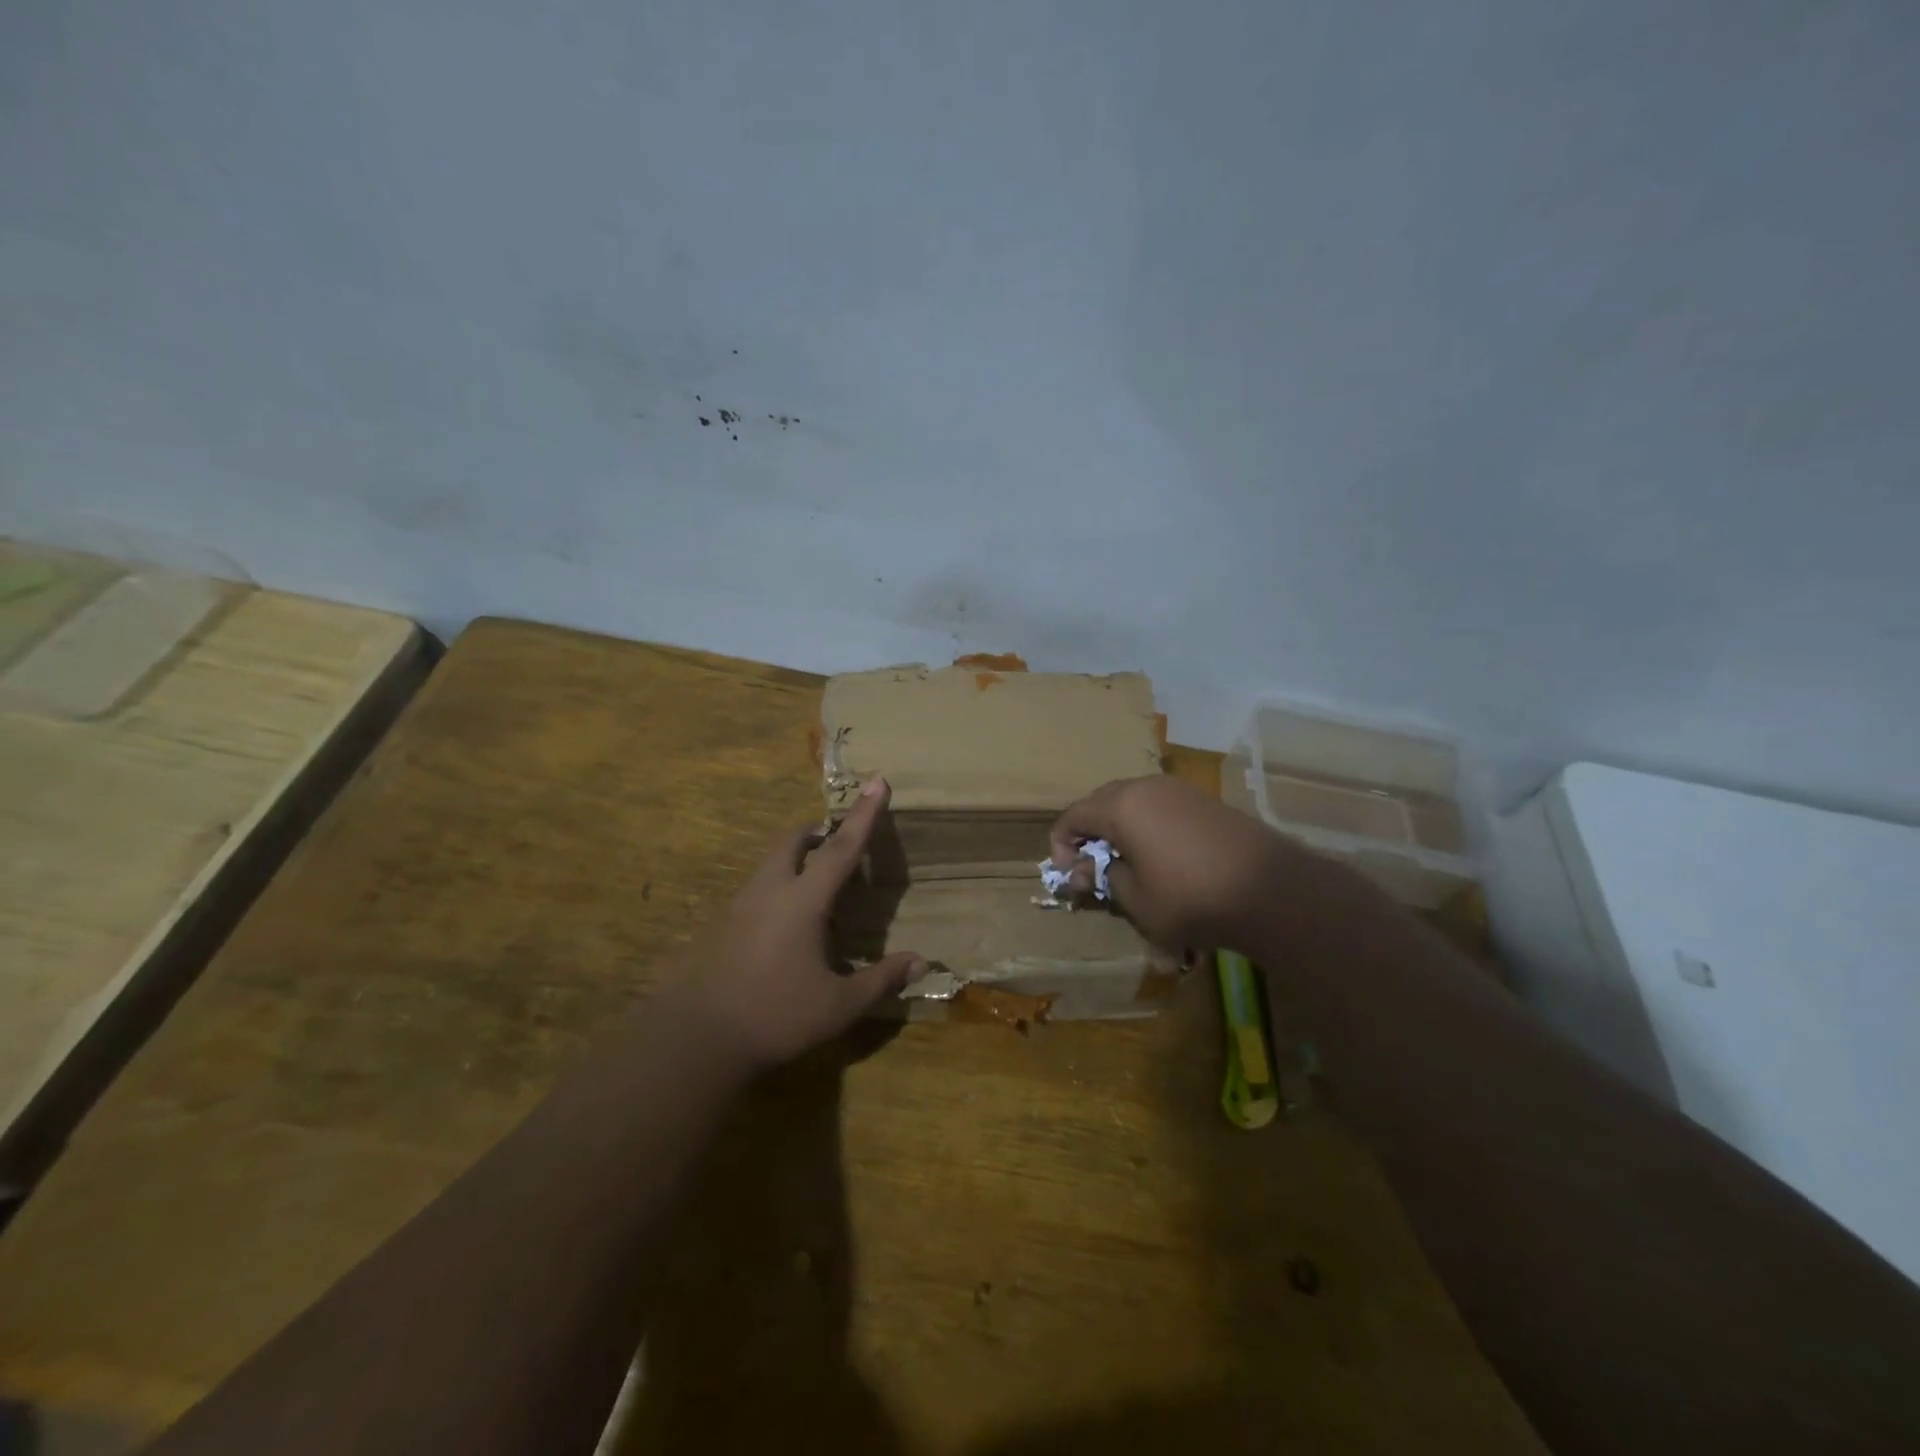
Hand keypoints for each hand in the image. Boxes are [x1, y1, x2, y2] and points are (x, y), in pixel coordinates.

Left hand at [687, 777, 924, 1068]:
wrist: (695, 1039)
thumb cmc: (774, 1015)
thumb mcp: (838, 1005)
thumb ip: (880, 980)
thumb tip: (920, 962)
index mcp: (802, 900)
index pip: (841, 848)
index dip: (864, 815)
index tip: (877, 780)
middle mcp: (769, 891)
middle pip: (793, 842)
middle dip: (816, 832)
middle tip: (835, 840)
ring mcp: (739, 906)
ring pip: (769, 864)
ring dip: (794, 859)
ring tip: (815, 885)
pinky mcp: (720, 926)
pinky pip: (755, 890)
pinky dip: (776, 888)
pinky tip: (784, 925)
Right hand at [1049, 775, 1311, 949]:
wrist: (1271, 890)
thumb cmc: (1192, 898)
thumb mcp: (1137, 900)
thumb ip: (1102, 878)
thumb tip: (1084, 869)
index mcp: (1121, 807)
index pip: (1073, 816)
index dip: (1061, 845)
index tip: (1068, 875)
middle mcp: (1146, 787)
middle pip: (1100, 802)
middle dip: (1089, 833)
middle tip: (1092, 868)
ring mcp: (1178, 789)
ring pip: (1131, 800)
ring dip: (1118, 827)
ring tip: (1125, 862)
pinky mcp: (1202, 800)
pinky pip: (1159, 805)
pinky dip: (1146, 824)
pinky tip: (1159, 854)